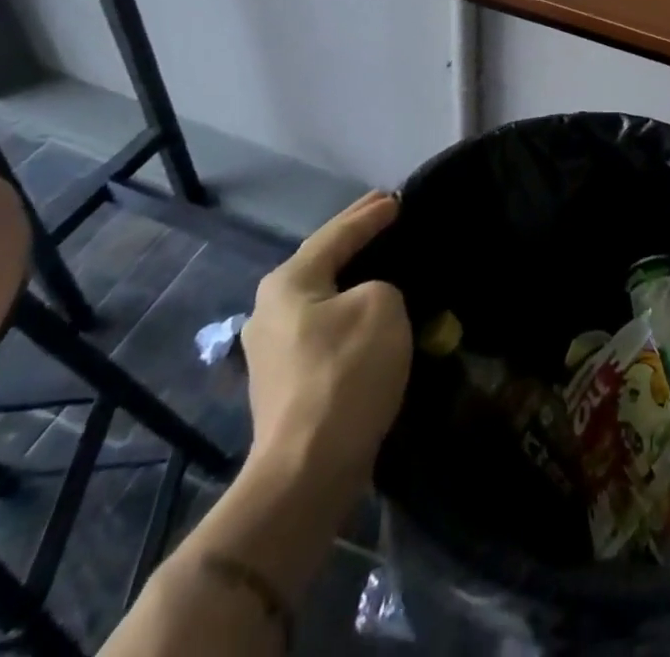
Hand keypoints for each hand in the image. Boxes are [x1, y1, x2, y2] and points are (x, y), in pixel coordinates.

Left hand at [240, 190, 410, 495]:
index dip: (371, 214)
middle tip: (388, 215)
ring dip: (353, 277)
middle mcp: (270, 309)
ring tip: (384, 260)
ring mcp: (272, 349)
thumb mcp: (382, 305)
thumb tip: (370, 299)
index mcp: (289, 282)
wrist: (307, 472)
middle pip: (323, 261)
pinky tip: (370, 311)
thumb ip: (381, 284)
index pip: (338, 233)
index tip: (398, 198)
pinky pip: (325, 327)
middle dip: (356, 238)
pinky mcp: (285, 382)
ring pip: (323, 296)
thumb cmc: (345, 373)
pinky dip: (349, 311)